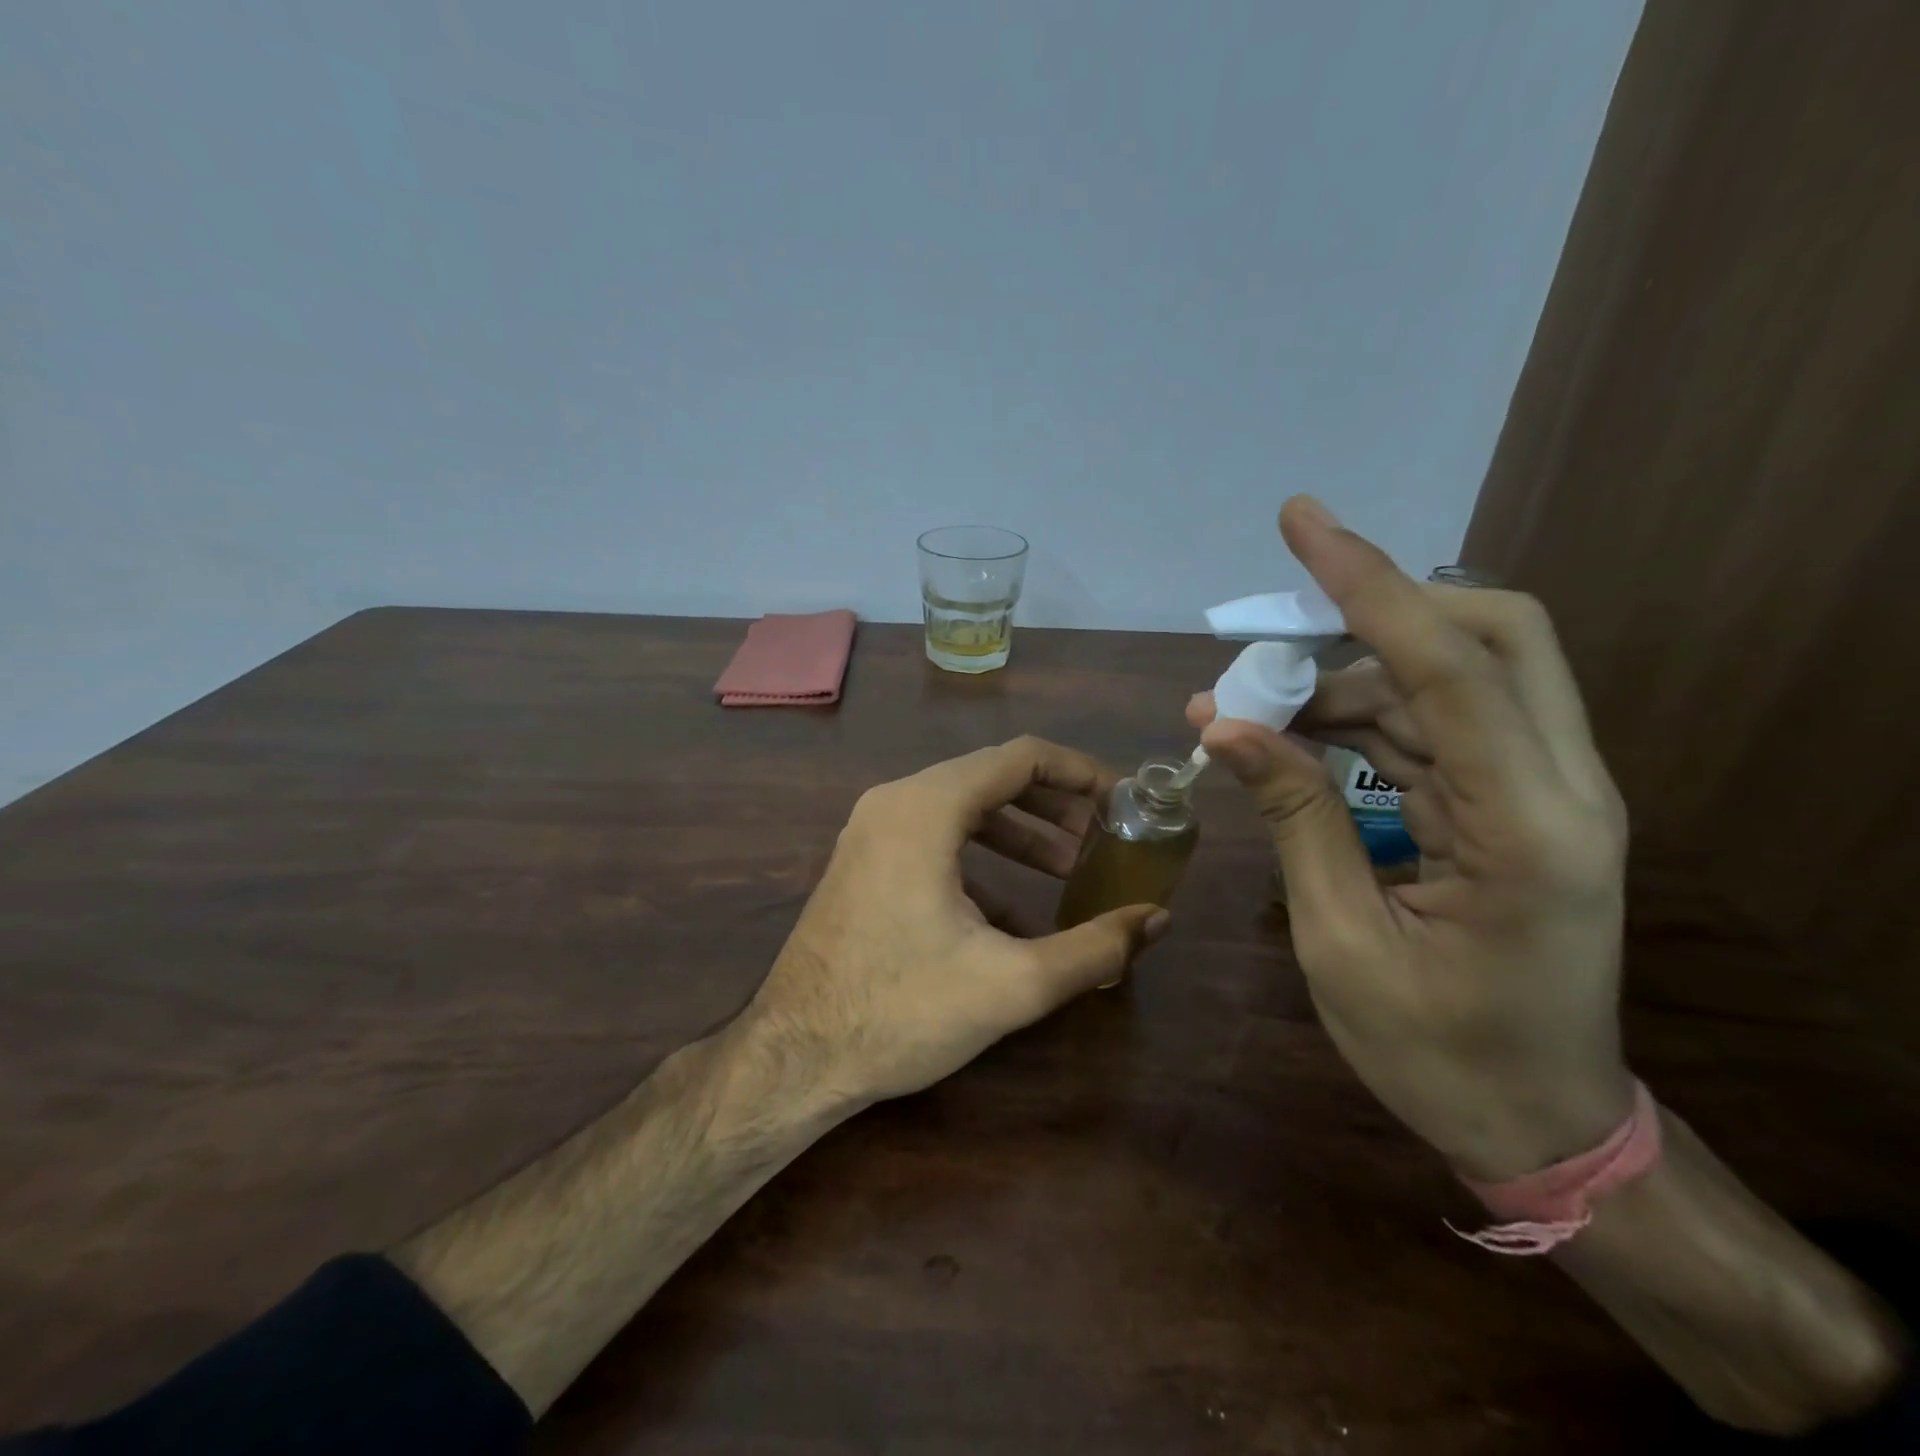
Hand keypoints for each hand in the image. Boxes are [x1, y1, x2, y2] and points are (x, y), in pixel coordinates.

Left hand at [741, 736, 1168, 1107]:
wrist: (795, 1056)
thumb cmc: (901, 1012)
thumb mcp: (1012, 984)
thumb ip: (1094, 948)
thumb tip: (1157, 919)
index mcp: (926, 808)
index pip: (1019, 758)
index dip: (1079, 772)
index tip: (1122, 800)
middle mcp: (894, 802)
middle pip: (991, 777)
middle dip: (1054, 805)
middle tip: (1102, 839)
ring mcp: (872, 830)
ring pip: (962, 808)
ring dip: (1019, 832)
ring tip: (1069, 870)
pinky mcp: (864, 861)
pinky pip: (935, 838)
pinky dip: (981, 858)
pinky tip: (1014, 911)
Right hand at [1189, 498, 1633, 1180]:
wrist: (1540, 1123)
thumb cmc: (1437, 1054)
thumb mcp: (1341, 941)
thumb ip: (1294, 818)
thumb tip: (1227, 725)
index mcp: (1528, 830)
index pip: (1451, 665)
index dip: (1368, 584)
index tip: (1303, 522)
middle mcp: (1560, 789)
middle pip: (1494, 636)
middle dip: (1383, 606)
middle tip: (1280, 623)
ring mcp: (1547, 793)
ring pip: (1454, 680)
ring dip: (1349, 677)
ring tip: (1253, 707)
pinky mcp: (1517, 805)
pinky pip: (1438, 726)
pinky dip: (1362, 719)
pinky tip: (1293, 738)